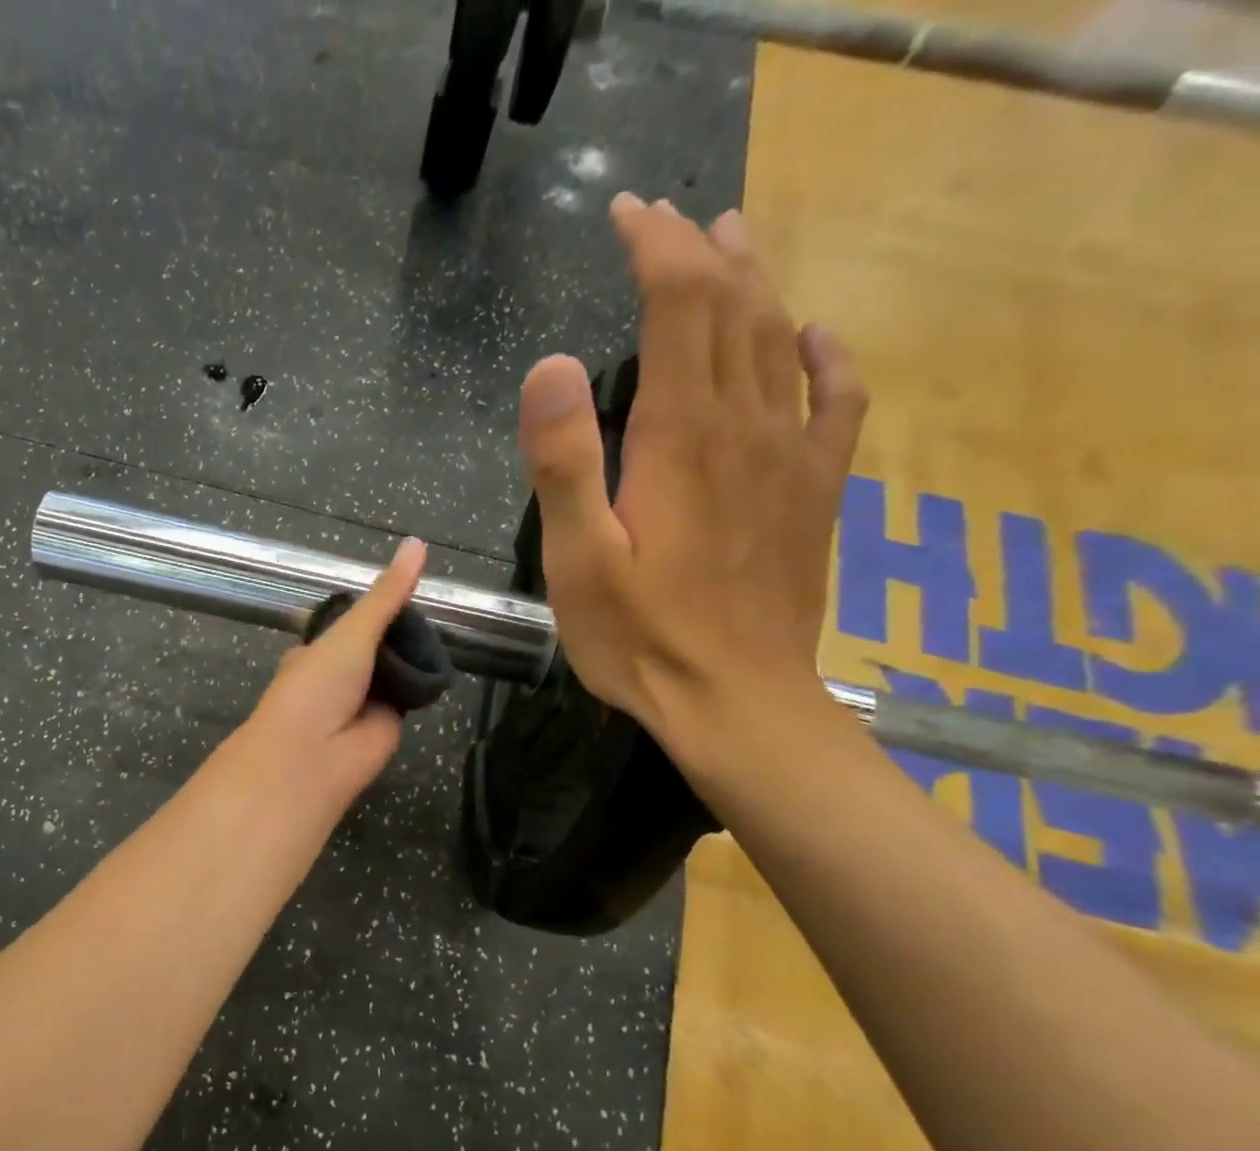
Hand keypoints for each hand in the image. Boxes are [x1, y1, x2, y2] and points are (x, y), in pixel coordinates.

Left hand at [232, 537, 428, 805]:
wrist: (312, 758)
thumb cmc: (318, 687)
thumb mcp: (352, 632)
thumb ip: (386, 595)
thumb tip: (417, 543)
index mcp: (318, 653)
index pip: (351, 624)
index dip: (376, 609)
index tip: (406, 588)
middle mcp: (340, 677)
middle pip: (379, 646)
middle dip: (401, 633)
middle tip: (434, 608)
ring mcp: (365, 701)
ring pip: (397, 670)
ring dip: (415, 656)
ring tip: (445, 627)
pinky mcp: (390, 723)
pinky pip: (412, 694)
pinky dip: (426, 681)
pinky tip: (445, 661)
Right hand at [516, 194, 869, 761]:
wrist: (736, 701)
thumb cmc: (641, 638)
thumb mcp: (579, 560)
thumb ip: (564, 463)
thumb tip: (549, 365)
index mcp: (682, 437)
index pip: (680, 306)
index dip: (655, 247)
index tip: (626, 213)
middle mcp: (747, 427)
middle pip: (735, 308)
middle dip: (700, 251)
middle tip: (669, 219)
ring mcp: (792, 457)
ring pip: (782, 340)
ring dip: (757, 283)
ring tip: (735, 242)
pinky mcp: (815, 493)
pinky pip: (838, 402)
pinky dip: (829, 356)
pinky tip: (818, 338)